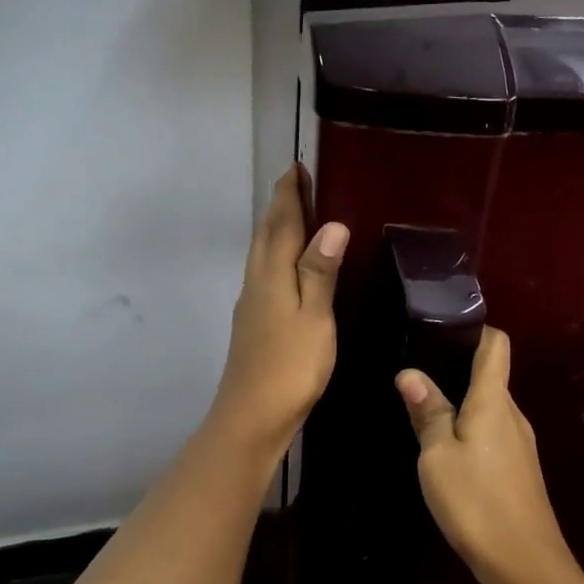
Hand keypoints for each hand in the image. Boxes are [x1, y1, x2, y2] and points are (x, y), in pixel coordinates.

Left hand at [210, 166, 347, 450]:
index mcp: (271, 276)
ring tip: (296, 217)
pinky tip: (288, 270)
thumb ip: (319, 272)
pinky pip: (265, 276)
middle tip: (298, 184)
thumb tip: (331, 225)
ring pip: (262, 256)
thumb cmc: (289, 367)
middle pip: (265, 236)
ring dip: (276, 231)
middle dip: (280, 208)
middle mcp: (256, 283)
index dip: (289, 195)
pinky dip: (277, 259)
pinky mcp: (254, 325)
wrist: (251, 416)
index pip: (280, 224)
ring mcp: (251, 306)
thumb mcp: (314, 318)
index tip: (297, 167)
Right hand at [396, 328, 577, 583]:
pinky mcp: (520, 469)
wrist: (523, 562)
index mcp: (493, 401)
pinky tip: (448, 449)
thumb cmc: (475, 501)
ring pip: (491, 408)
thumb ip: (427, 411)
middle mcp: (513, 414)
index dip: (476, 330)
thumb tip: (409, 373)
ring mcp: (521, 443)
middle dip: (459, 368)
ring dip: (463, 403)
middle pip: (492, 376)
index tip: (443, 330)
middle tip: (418, 372)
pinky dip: (472, 430)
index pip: (497, 345)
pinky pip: (494, 434)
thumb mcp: (437, 455)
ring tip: (426, 409)